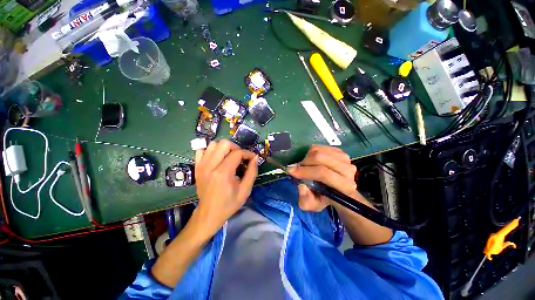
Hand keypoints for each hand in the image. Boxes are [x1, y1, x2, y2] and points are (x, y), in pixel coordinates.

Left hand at [194, 140, 257, 235]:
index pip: (237, 153)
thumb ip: (252, 172)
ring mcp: (201, 165)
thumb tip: (255, 158)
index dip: (247, 153)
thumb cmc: (229, 204)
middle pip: (224, 143)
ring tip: (229, 157)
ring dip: (224, 148)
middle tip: (240, 157)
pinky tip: (217, 158)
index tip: (252, 158)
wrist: (209, 214)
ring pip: (213, 144)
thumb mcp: (245, 190)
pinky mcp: (197, 167)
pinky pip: (202, 150)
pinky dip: (211, 151)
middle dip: (236, 148)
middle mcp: (210, 166)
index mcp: (223, 173)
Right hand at [289, 145, 356, 211]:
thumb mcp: (313, 205)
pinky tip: (312, 161)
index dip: (305, 171)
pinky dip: (311, 152)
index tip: (291, 172)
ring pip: (319, 150)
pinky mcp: (340, 151)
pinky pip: (320, 147)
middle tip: (298, 169)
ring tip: (305, 166)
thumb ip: (306, 200)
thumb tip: (302, 186)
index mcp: (344, 186)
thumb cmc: (324, 198)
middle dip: (304, 162)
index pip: (323, 173)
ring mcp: (345, 158)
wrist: (337, 190)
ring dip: (307, 157)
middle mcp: (348, 170)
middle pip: (320, 157)